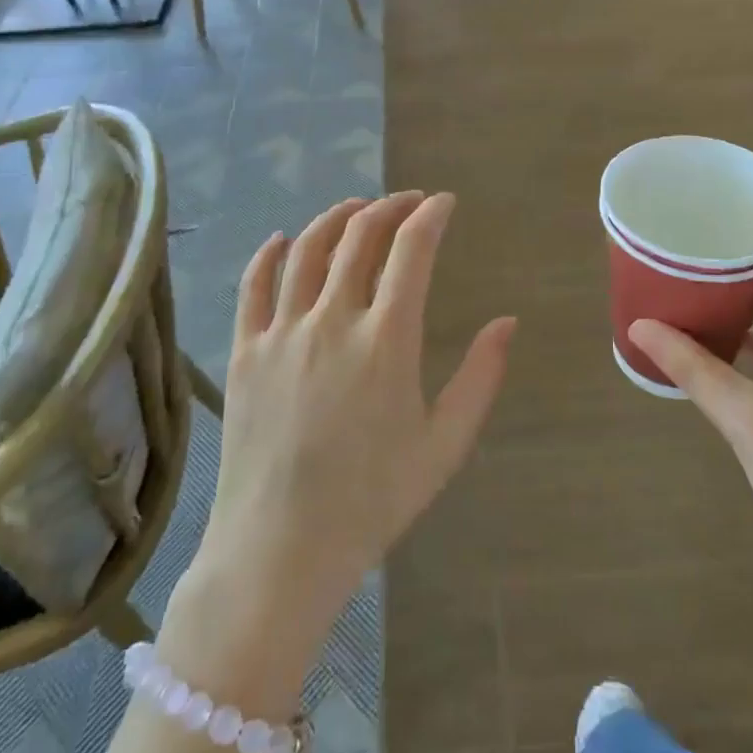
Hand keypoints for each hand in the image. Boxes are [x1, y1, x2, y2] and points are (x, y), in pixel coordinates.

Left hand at [194, 193, 514, 639]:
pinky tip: (281, 239)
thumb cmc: (373, 500)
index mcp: (386, 339)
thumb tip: (508, 322)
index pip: (411, 250)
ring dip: (335, 218)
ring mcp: (282, 332)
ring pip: (307, 249)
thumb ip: (481, 377)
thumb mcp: (445, 444)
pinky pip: (253, 286)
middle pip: (359, 237)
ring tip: (357, 208)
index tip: (444, 203)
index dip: (431, 216)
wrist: (281, 550)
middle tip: (408, 202)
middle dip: (389, 208)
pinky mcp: (244, 351)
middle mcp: (332, 320)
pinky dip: (269, 254)